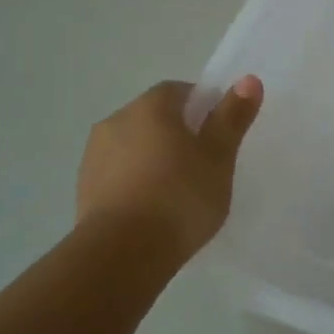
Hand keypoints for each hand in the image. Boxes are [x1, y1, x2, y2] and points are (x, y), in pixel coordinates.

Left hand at [76, 77, 262, 257]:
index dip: (203, 107)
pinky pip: (119, 174)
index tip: (219, 135)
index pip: (179, 91)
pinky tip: (154, 209)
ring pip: (134, 146)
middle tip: (205, 164)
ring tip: (179, 192)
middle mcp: (116, 121)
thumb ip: (232, 117)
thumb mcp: (218, 157)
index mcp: (150, 107)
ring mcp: (94, 156)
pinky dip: (136, 182)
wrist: (122, 253)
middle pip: (155, 117)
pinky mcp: (84, 189)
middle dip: (178, 133)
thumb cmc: (180, 197)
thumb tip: (249, 79)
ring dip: (154, 158)